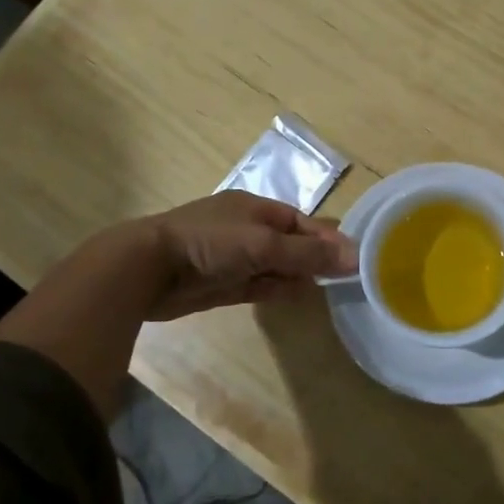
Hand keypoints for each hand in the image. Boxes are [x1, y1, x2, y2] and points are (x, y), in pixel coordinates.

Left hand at [141, 192, 358, 320]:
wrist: (147, 270)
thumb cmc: (209, 243)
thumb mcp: (263, 244)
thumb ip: (307, 254)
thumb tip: (354, 257)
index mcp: (255, 208)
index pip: (302, 221)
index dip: (328, 238)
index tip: (356, 257)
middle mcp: (247, 230)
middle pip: (292, 244)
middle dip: (316, 258)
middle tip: (349, 277)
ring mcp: (235, 258)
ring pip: (277, 266)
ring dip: (300, 275)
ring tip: (330, 289)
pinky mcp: (223, 284)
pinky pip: (260, 285)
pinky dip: (280, 289)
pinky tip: (300, 296)